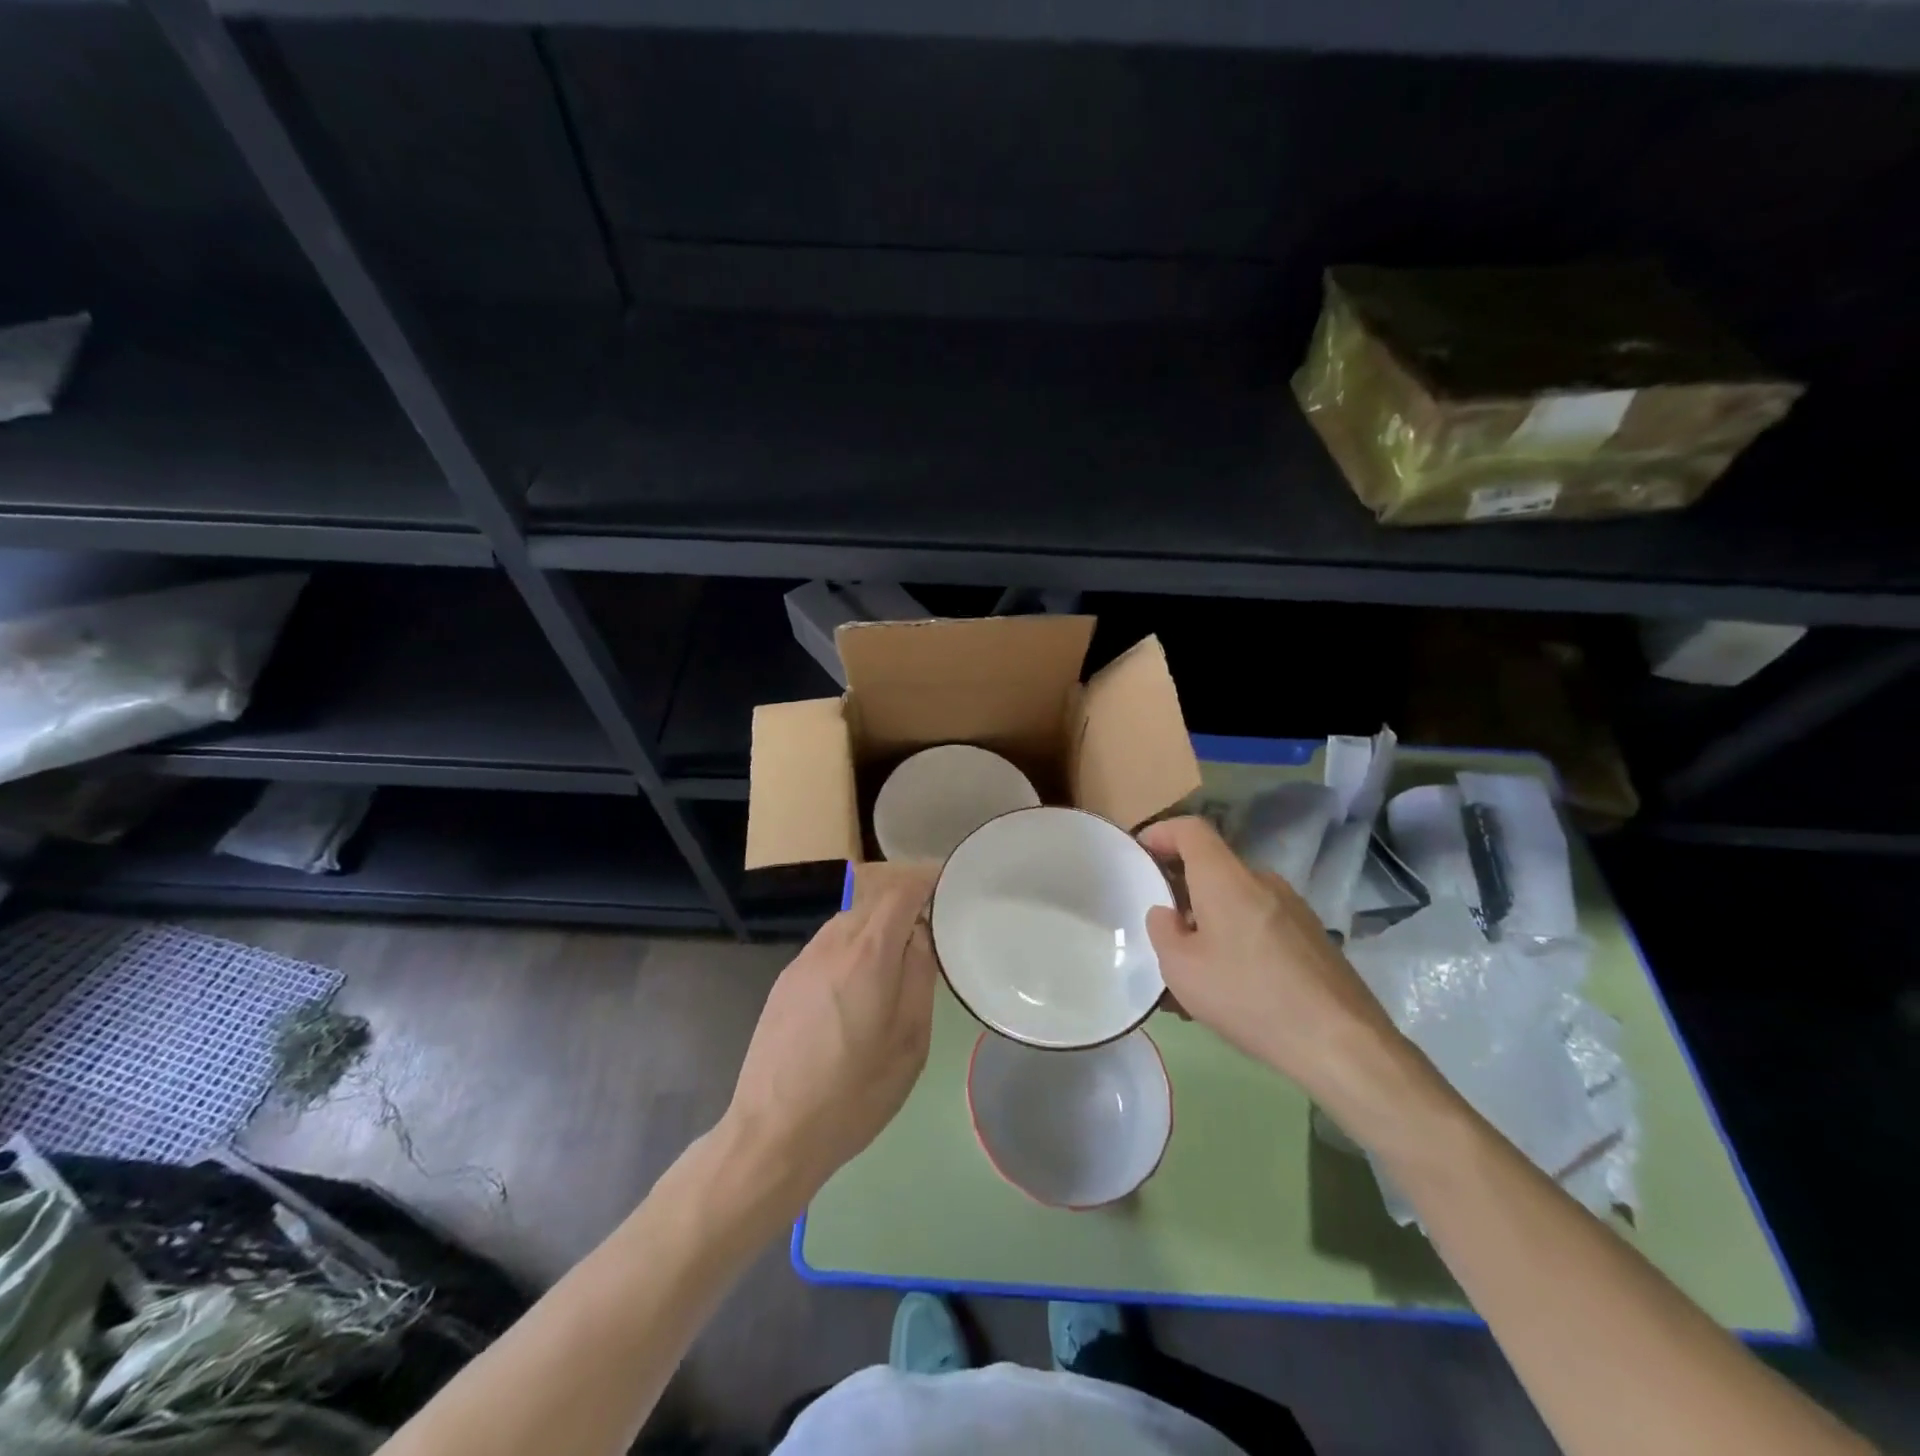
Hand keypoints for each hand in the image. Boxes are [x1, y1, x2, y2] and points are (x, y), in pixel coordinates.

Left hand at [721, 868, 939, 1212]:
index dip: (925, 878)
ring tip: (899, 950)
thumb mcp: (909, 1041)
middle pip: (872, 898)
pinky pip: (828, 943)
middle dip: (903, 897)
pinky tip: (860, 978)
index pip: (900, 891)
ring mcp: (803, 960)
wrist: (774, 1131)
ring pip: (848, 919)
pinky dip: (853, 942)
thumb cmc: (855, 1092)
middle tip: (931, 918)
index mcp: (868, 954)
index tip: (946, 882)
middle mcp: (833, 944)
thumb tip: (921, 936)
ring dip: (876, 921)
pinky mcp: (786, 980)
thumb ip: (919, 977)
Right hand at [1139, 816, 1405, 1106]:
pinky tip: (1231, 987)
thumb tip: (1167, 914)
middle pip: (1213, 868)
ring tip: (1192, 970)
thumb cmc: (1248, 996)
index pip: (1191, 829)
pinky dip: (1236, 941)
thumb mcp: (1181, 969)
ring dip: (1208, 922)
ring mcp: (1293, 909)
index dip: (1161, 833)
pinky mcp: (1312, 938)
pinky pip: (1260, 925)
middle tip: (1160, 927)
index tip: (1139, 853)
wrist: (1340, 1042)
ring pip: (1236, 902)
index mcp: (1226, 878)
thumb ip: (1163, 931)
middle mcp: (1262, 881)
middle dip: (1181, 890)